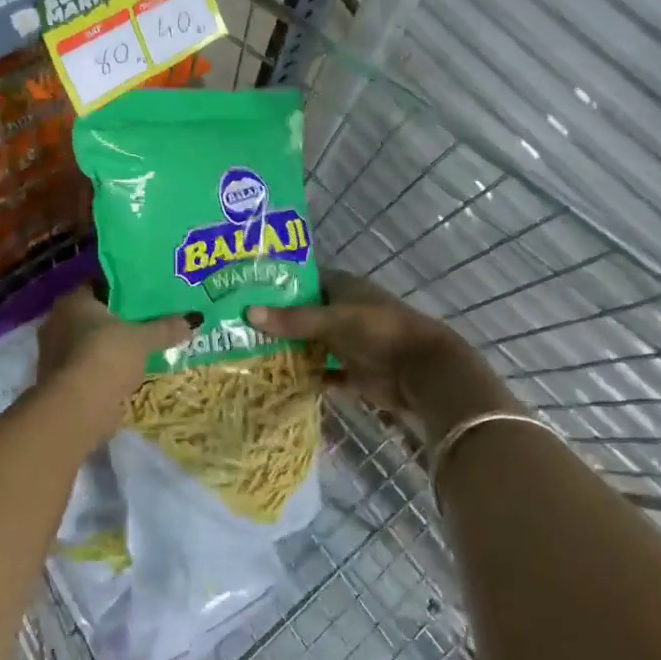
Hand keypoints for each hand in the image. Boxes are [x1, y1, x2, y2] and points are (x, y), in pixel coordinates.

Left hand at [36, 286, 197, 447]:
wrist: (77, 409)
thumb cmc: (106, 357)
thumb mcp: (142, 339)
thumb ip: (166, 328)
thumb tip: (194, 319)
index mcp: (73, 301)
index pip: (100, 285)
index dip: (124, 288)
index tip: (147, 293)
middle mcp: (58, 321)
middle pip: (96, 314)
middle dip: (120, 319)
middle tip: (150, 319)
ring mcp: (57, 353)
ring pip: (92, 342)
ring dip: (113, 346)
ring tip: (143, 346)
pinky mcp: (61, 381)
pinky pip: (90, 366)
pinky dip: (106, 368)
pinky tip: (128, 371)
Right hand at [247, 271, 513, 444]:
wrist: (422, 371)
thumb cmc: (378, 331)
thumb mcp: (333, 320)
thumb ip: (293, 319)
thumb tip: (248, 312)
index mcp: (343, 287)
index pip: (305, 279)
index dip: (279, 283)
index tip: (246, 288)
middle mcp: (344, 312)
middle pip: (305, 314)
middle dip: (278, 319)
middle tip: (238, 323)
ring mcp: (350, 343)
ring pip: (312, 344)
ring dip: (290, 349)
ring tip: (248, 350)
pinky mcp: (354, 373)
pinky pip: (324, 374)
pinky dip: (307, 377)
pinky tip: (277, 380)